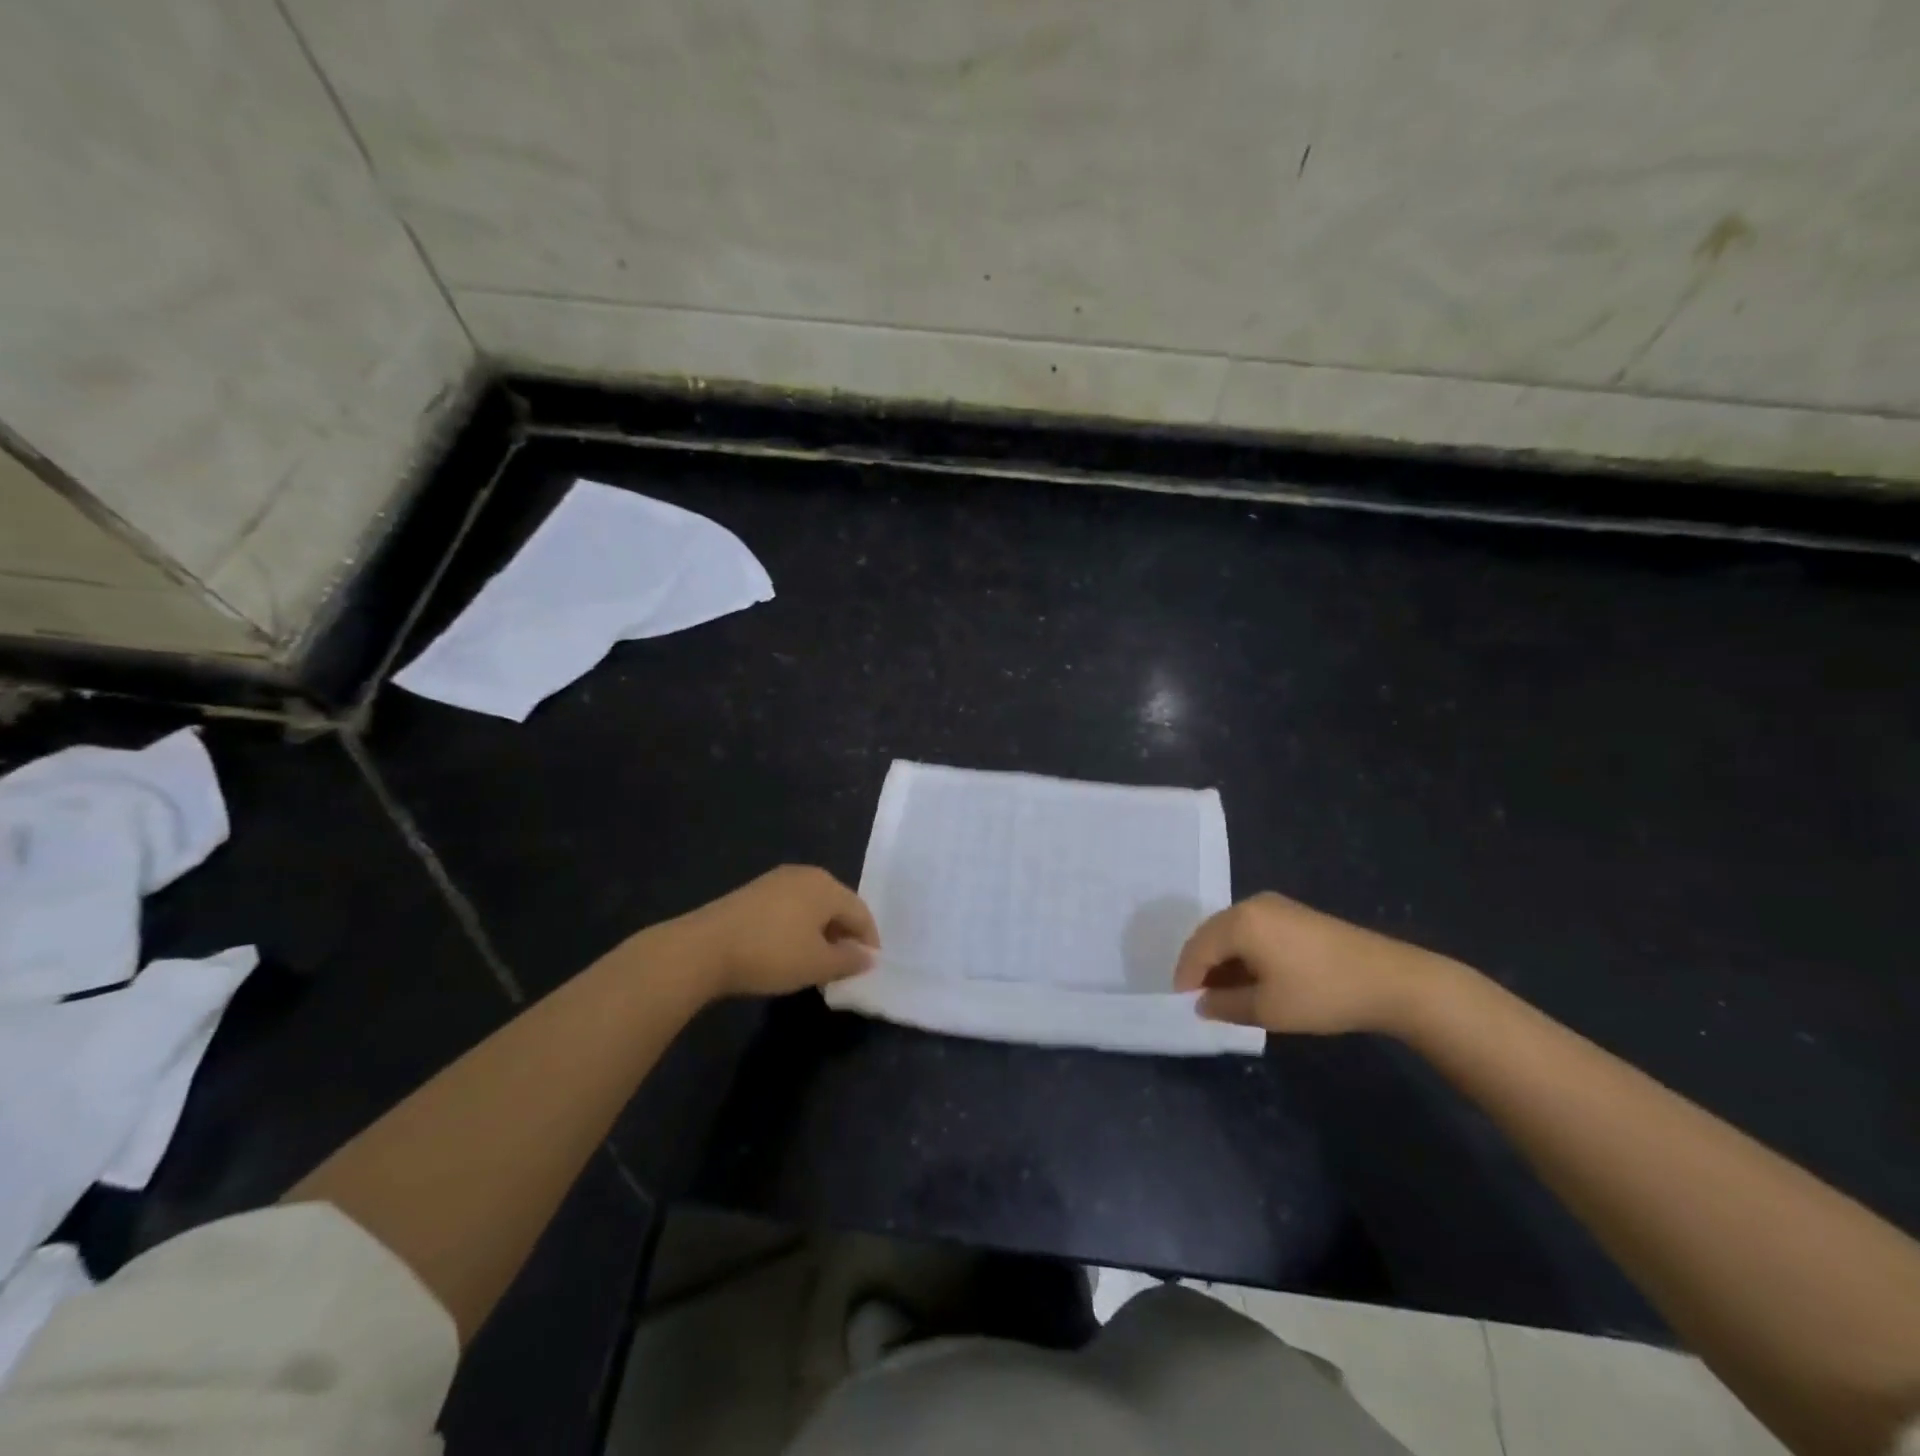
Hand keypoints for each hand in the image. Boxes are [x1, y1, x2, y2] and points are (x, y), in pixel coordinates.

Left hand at [677, 865, 878, 998]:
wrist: (702, 949)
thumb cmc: (771, 954)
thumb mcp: (817, 964)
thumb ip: (849, 960)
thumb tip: (869, 956)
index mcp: (826, 885)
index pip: (861, 912)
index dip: (869, 941)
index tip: (868, 969)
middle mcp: (805, 875)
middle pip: (837, 905)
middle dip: (845, 935)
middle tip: (845, 966)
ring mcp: (776, 880)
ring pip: (812, 907)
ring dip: (821, 933)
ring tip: (818, 962)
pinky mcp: (753, 893)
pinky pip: (790, 908)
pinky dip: (798, 928)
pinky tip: (789, 951)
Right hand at [1172, 892, 1447, 1034]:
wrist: (1391, 980)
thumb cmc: (1321, 994)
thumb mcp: (1267, 1009)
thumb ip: (1225, 1005)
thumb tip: (1201, 1003)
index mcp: (1240, 921)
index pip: (1197, 948)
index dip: (1186, 977)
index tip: (1182, 1004)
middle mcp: (1252, 904)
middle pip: (1211, 934)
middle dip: (1202, 966)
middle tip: (1200, 998)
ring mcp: (1275, 906)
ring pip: (1232, 931)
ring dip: (1223, 959)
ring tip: (1225, 992)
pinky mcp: (1294, 913)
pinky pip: (1253, 929)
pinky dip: (1244, 952)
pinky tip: (1253, 976)